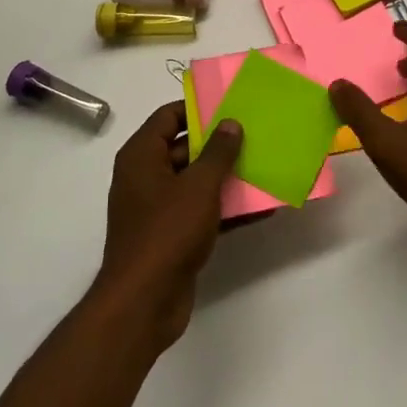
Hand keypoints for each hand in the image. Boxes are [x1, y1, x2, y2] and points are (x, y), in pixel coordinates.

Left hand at [93, 102, 241, 349]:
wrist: (144, 302)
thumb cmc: (167, 232)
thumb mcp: (198, 186)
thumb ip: (218, 152)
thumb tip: (231, 123)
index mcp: (141, 156)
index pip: (167, 117)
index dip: (197, 108)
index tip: (230, 105)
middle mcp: (145, 176)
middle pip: (184, 148)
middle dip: (219, 144)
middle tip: (255, 134)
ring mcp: (157, 208)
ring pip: (195, 182)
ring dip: (226, 177)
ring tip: (264, 165)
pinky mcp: (171, 235)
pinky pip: (201, 211)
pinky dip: (225, 208)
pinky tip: (261, 207)